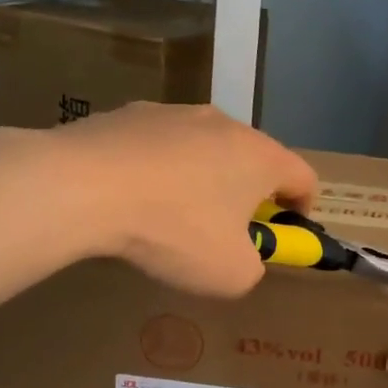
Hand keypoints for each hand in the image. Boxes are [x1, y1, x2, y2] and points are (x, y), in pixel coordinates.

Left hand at [52, 103, 316, 297]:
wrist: (83, 187)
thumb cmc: (175, 232)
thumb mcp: (231, 274)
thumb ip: (254, 267)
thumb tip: (244, 256)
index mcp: (260, 157)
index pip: (304, 177)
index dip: (303, 208)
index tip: (285, 232)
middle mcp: (224, 124)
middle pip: (253, 159)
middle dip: (249, 194)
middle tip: (229, 230)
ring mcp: (174, 113)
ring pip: (204, 149)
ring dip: (203, 179)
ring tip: (173, 216)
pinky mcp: (129, 113)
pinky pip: (159, 146)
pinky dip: (158, 170)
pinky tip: (133, 199)